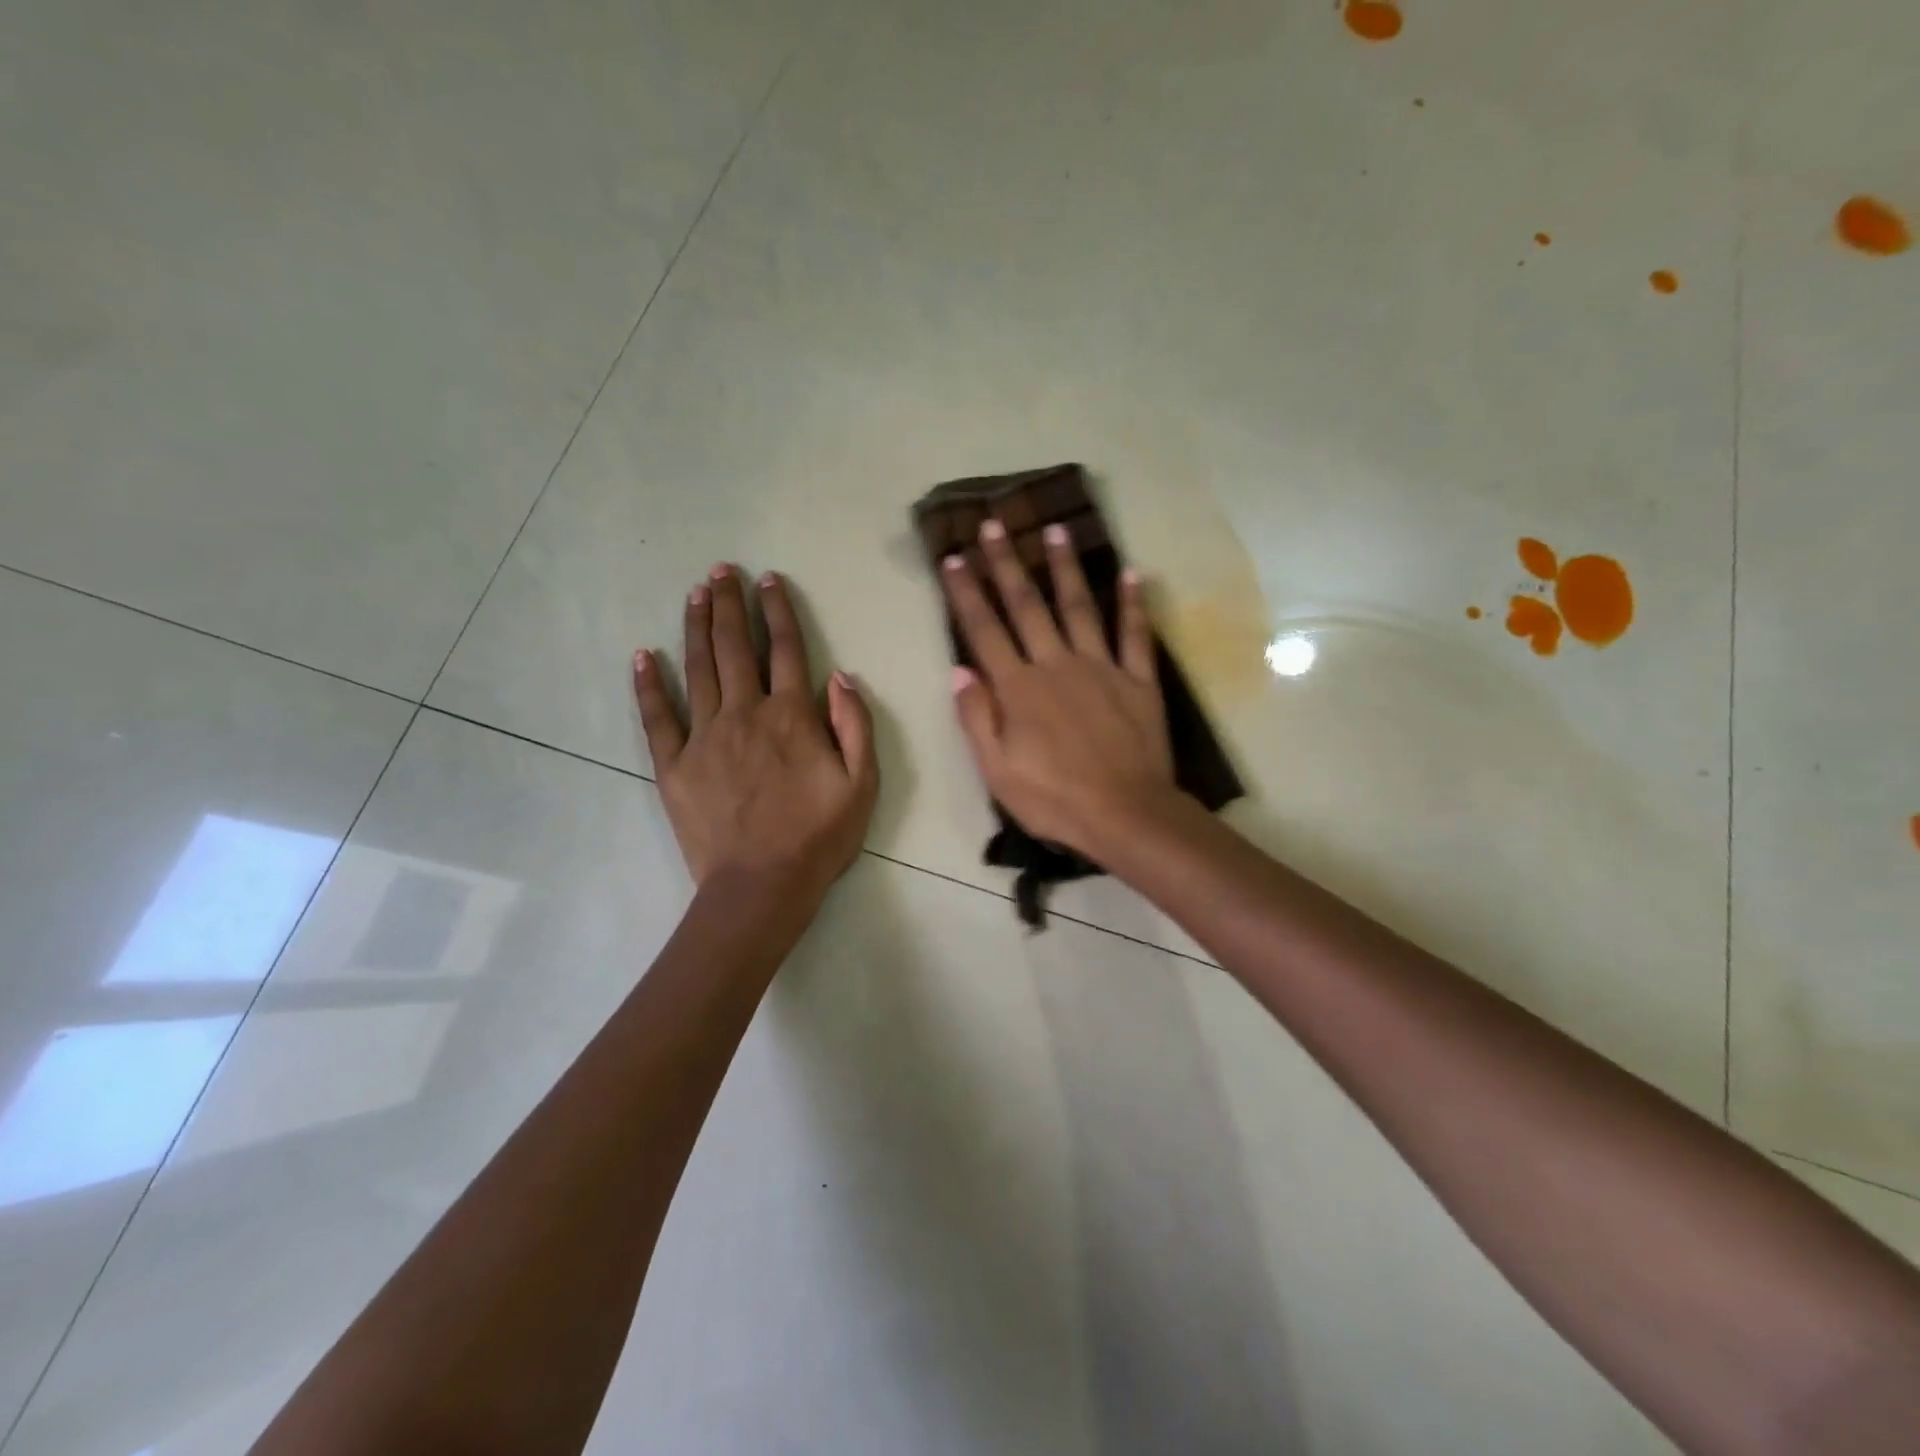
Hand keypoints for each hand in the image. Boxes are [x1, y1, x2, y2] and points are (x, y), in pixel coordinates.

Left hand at [633, 566, 877, 904]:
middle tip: (722, 570)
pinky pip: (657, 716)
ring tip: (695, 593)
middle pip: (737, 648)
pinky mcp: (674, 765)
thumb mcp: (862, 784)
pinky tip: (643, 655)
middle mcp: (745, 714)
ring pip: (699, 669)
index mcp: (792, 717)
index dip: (779, 611)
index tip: (769, 580)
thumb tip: (840, 676)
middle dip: (731, 605)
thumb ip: (854, 725)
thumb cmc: (819, 837)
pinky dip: (648, 684)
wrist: (761, 886)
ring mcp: (704, 737)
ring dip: (697, 627)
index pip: (787, 650)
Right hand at [942, 519, 1176, 860]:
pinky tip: (1134, 573)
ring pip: (1080, 607)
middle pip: (1028, 606)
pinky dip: (1135, 603)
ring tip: (1055, 529)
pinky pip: (1136, 635)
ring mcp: (1102, 668)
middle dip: (1007, 564)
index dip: (966, 593)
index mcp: (1019, 689)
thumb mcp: (997, 771)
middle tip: (994, 524)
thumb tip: (959, 670)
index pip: (985, 631)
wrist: (1126, 815)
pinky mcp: (1139, 680)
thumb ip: (977, 718)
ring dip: (1065, 568)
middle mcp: (1057, 665)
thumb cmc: (1054, 799)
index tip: (953, 558)